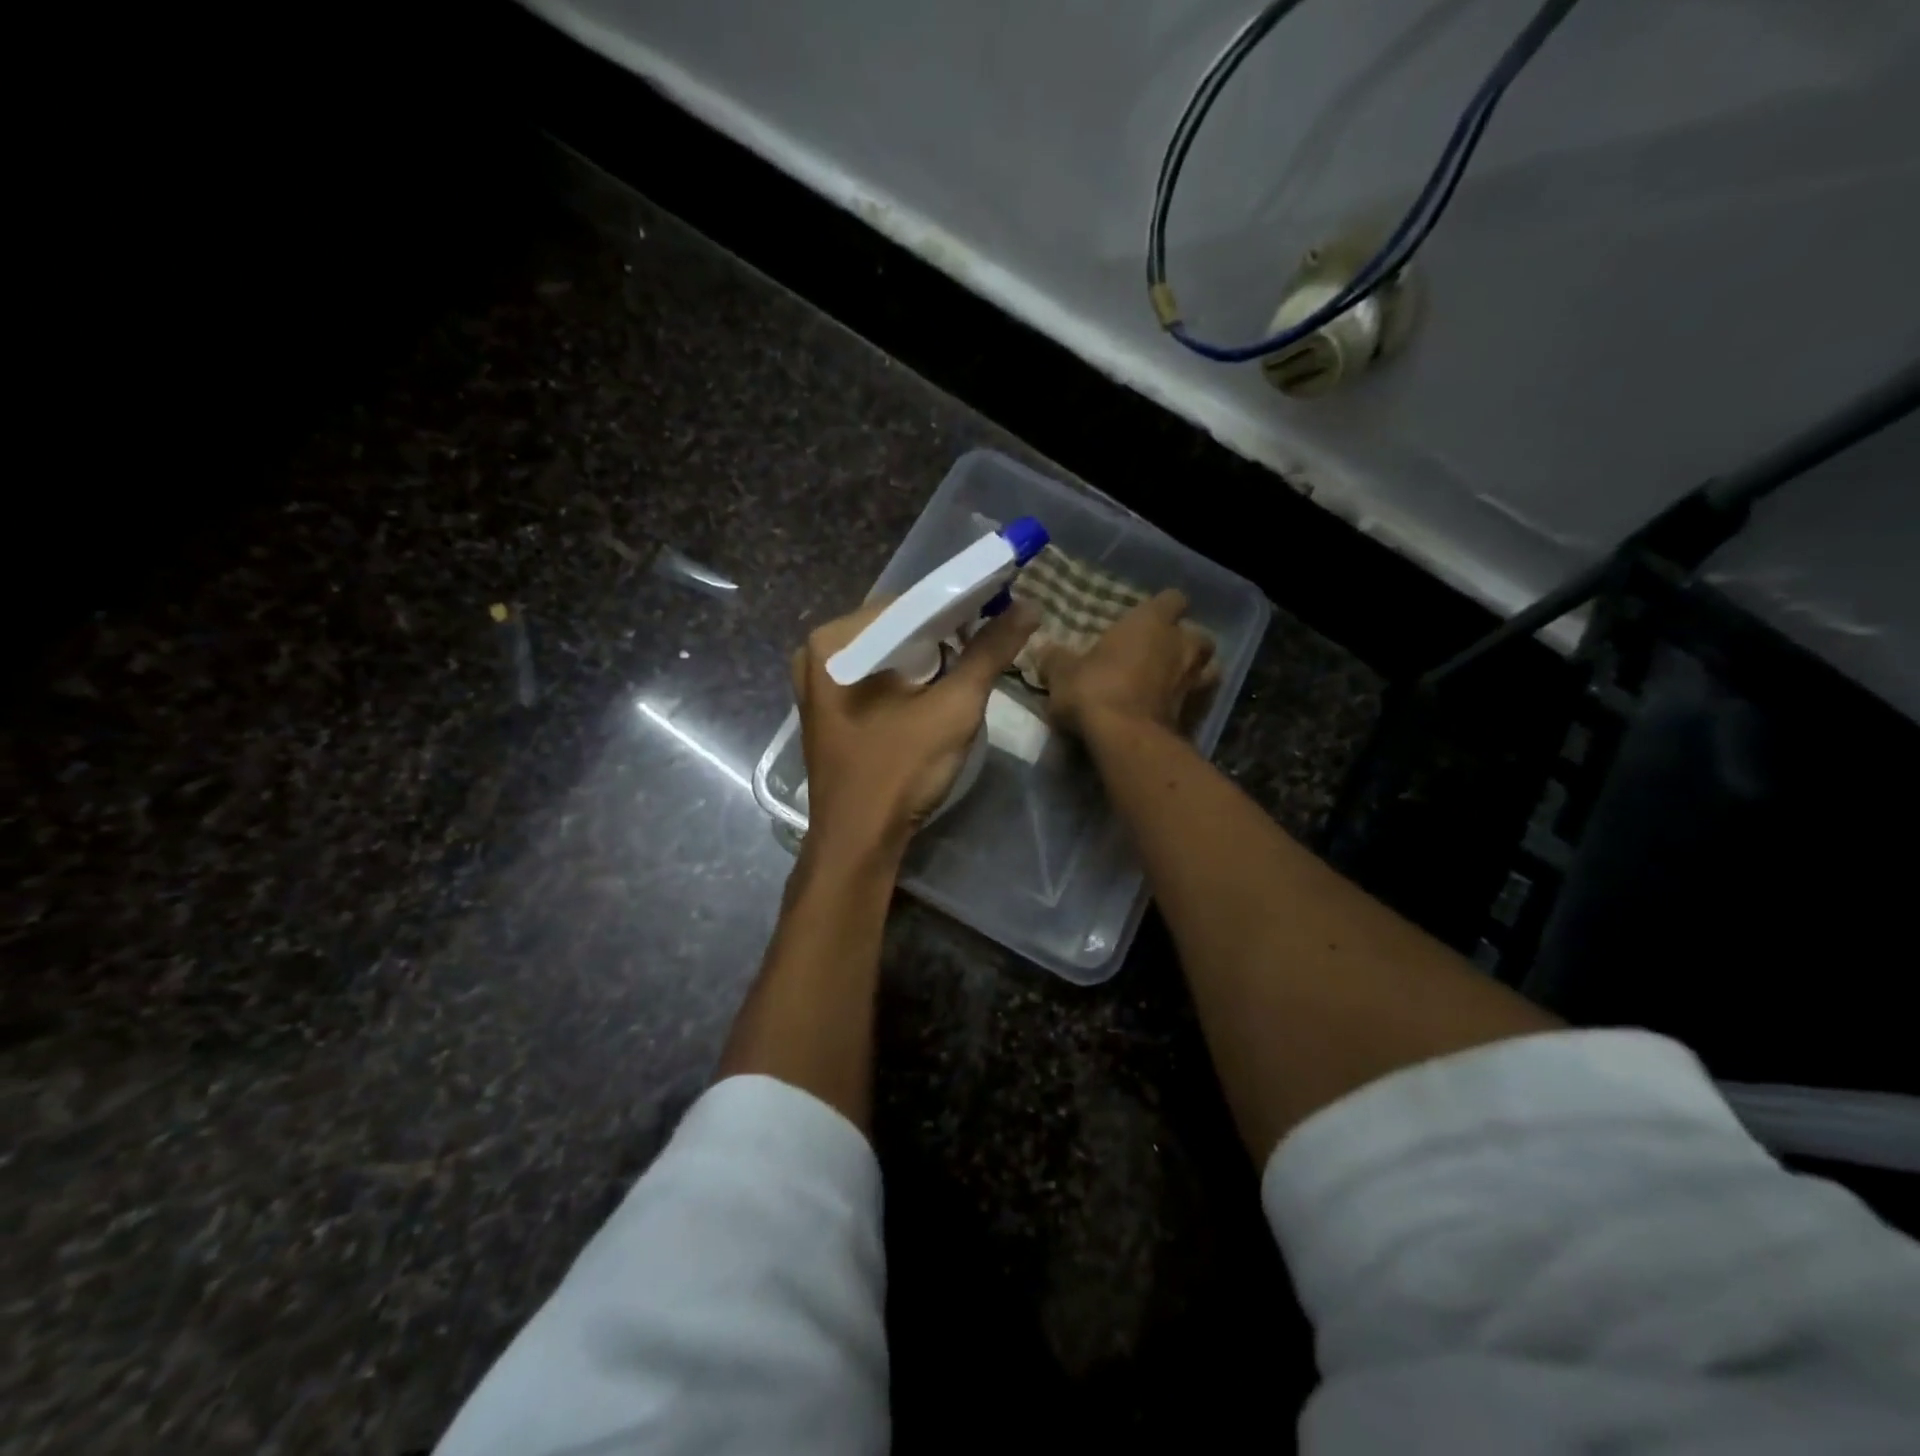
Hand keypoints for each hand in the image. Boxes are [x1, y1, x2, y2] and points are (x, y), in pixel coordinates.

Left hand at [793, 598, 1039, 855]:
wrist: (859, 841)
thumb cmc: (900, 771)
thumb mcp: (953, 708)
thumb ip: (989, 652)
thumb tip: (1029, 607)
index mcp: (836, 641)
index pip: (910, 604)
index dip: (959, 607)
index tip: (1001, 611)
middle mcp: (818, 651)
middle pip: (897, 627)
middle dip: (944, 636)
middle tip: (990, 644)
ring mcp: (818, 681)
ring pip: (889, 652)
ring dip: (930, 658)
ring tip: (970, 668)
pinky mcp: (828, 706)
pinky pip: (876, 675)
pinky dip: (908, 678)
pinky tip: (935, 692)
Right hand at [1040, 589, 1217, 734]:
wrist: (1126, 740)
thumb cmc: (1095, 690)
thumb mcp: (1062, 673)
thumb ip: (1056, 659)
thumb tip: (1043, 649)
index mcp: (1152, 622)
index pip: (1172, 599)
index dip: (1161, 608)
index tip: (1145, 620)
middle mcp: (1182, 645)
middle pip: (1197, 635)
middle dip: (1182, 644)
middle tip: (1158, 656)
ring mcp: (1196, 681)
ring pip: (1207, 669)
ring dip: (1192, 674)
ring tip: (1170, 685)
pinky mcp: (1199, 715)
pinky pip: (1198, 703)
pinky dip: (1187, 706)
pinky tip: (1167, 715)